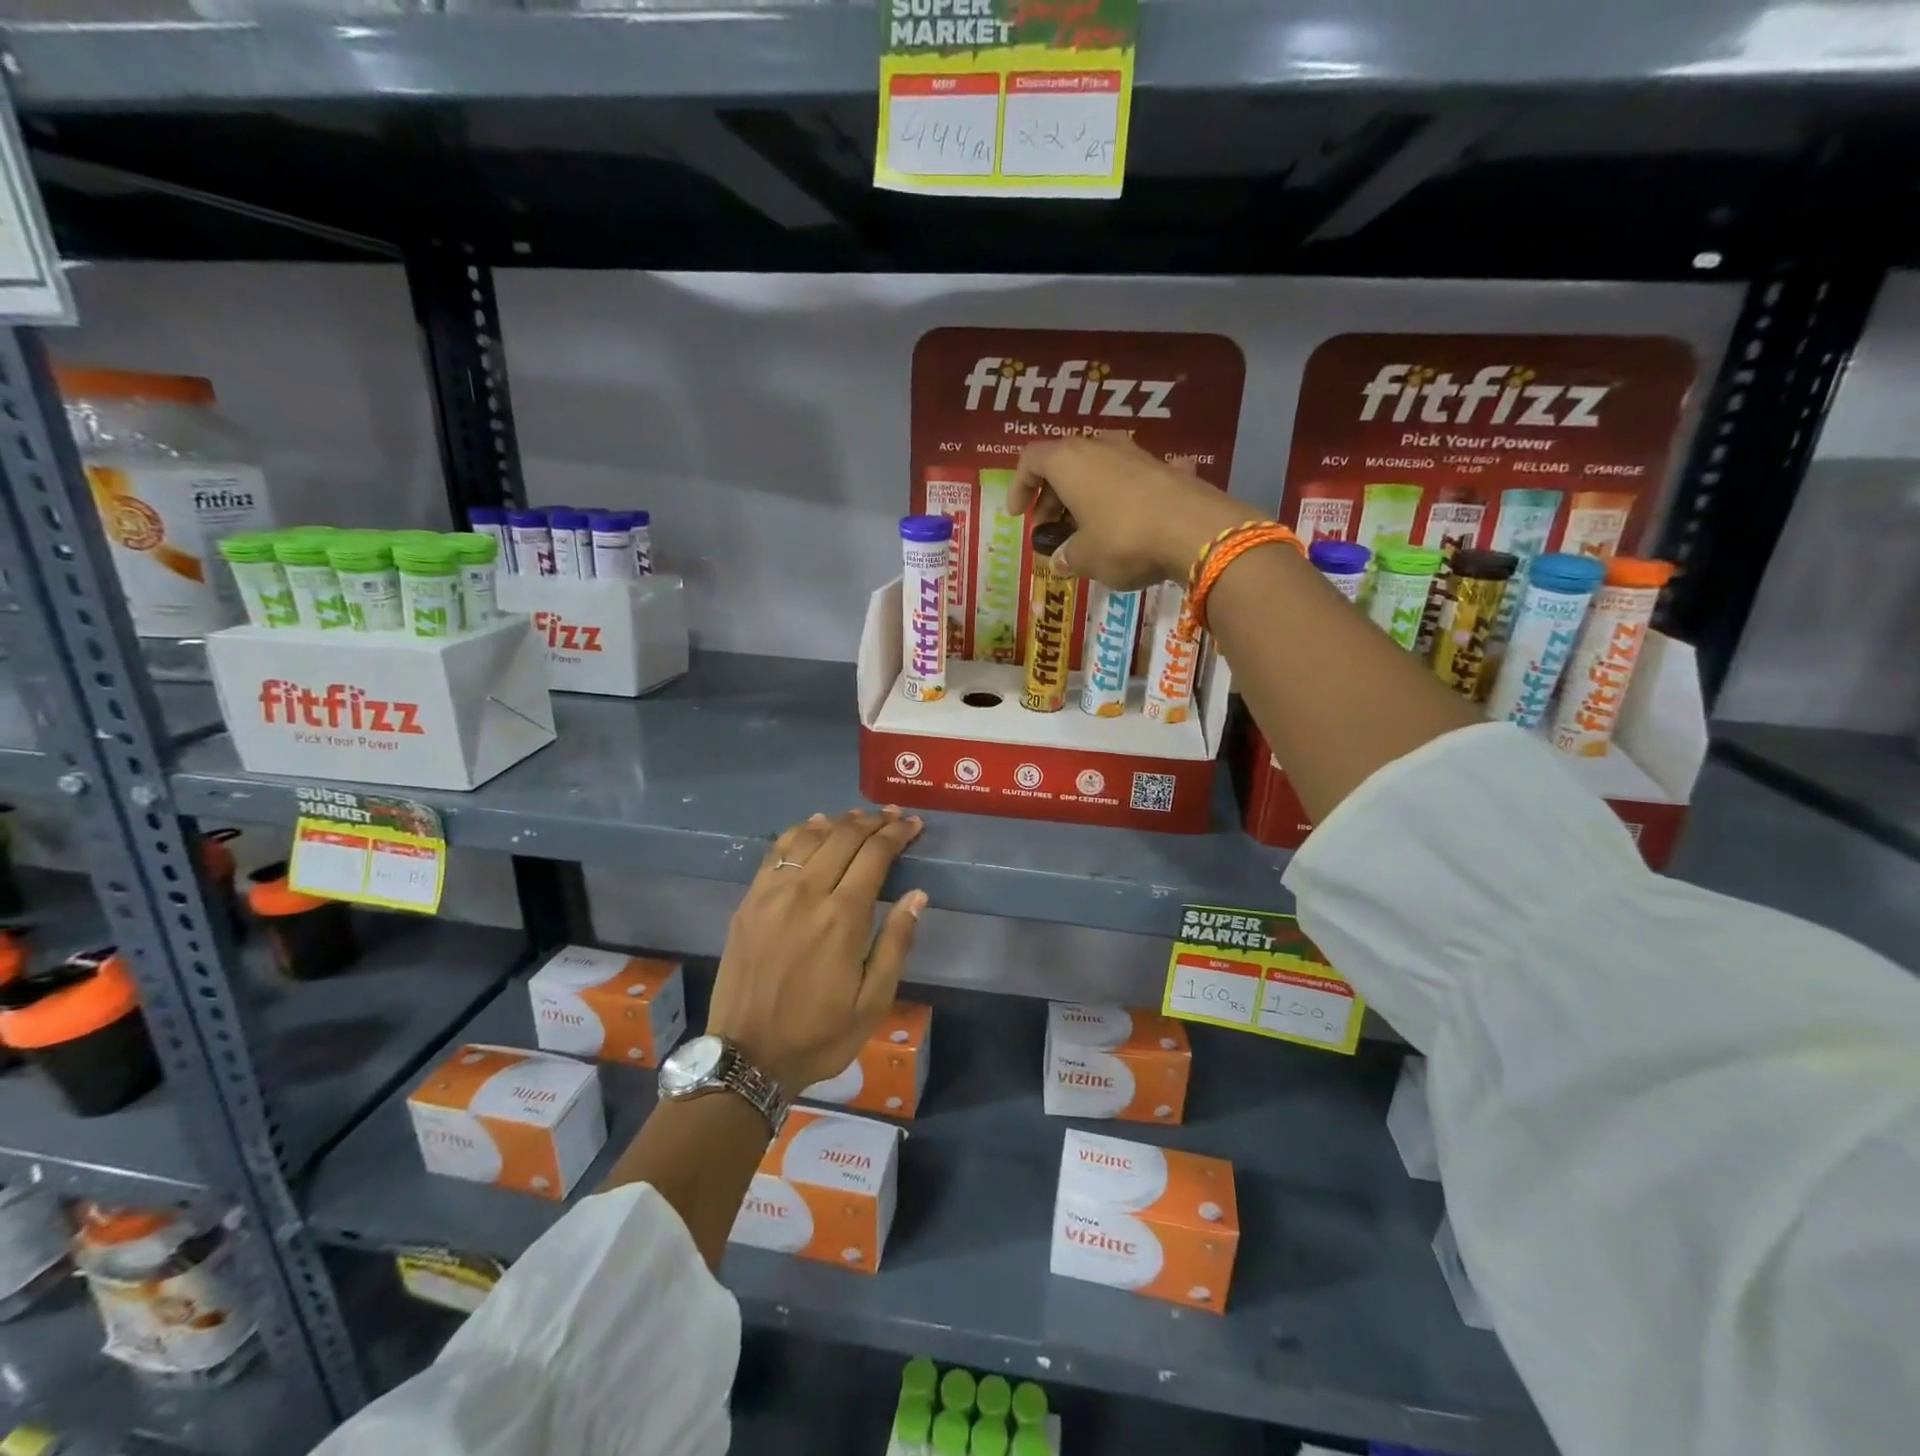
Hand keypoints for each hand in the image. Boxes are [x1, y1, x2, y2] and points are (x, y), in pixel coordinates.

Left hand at [706, 808, 927, 1091]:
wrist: (747, 1057)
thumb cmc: (819, 1035)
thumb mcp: (873, 1002)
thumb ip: (896, 944)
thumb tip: (917, 895)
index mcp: (842, 918)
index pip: (875, 855)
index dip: (897, 834)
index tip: (913, 824)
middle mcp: (806, 893)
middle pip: (844, 837)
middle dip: (873, 821)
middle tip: (893, 816)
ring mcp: (771, 893)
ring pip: (809, 836)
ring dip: (839, 821)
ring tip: (860, 818)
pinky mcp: (749, 901)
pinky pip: (777, 851)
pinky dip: (800, 831)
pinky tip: (815, 827)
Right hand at [1011, 436, 1257, 588]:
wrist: (1197, 531)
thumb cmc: (1125, 539)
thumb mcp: (1085, 558)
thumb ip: (1067, 557)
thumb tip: (1062, 560)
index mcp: (1069, 461)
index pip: (1031, 460)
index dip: (1019, 487)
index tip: (1018, 515)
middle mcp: (1100, 447)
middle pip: (1064, 463)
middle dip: (1052, 497)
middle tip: (1051, 530)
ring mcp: (1136, 454)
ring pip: (1097, 470)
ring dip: (1085, 497)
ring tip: (1086, 531)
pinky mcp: (1165, 468)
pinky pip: (1129, 481)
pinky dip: (1118, 500)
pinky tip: (1127, 526)